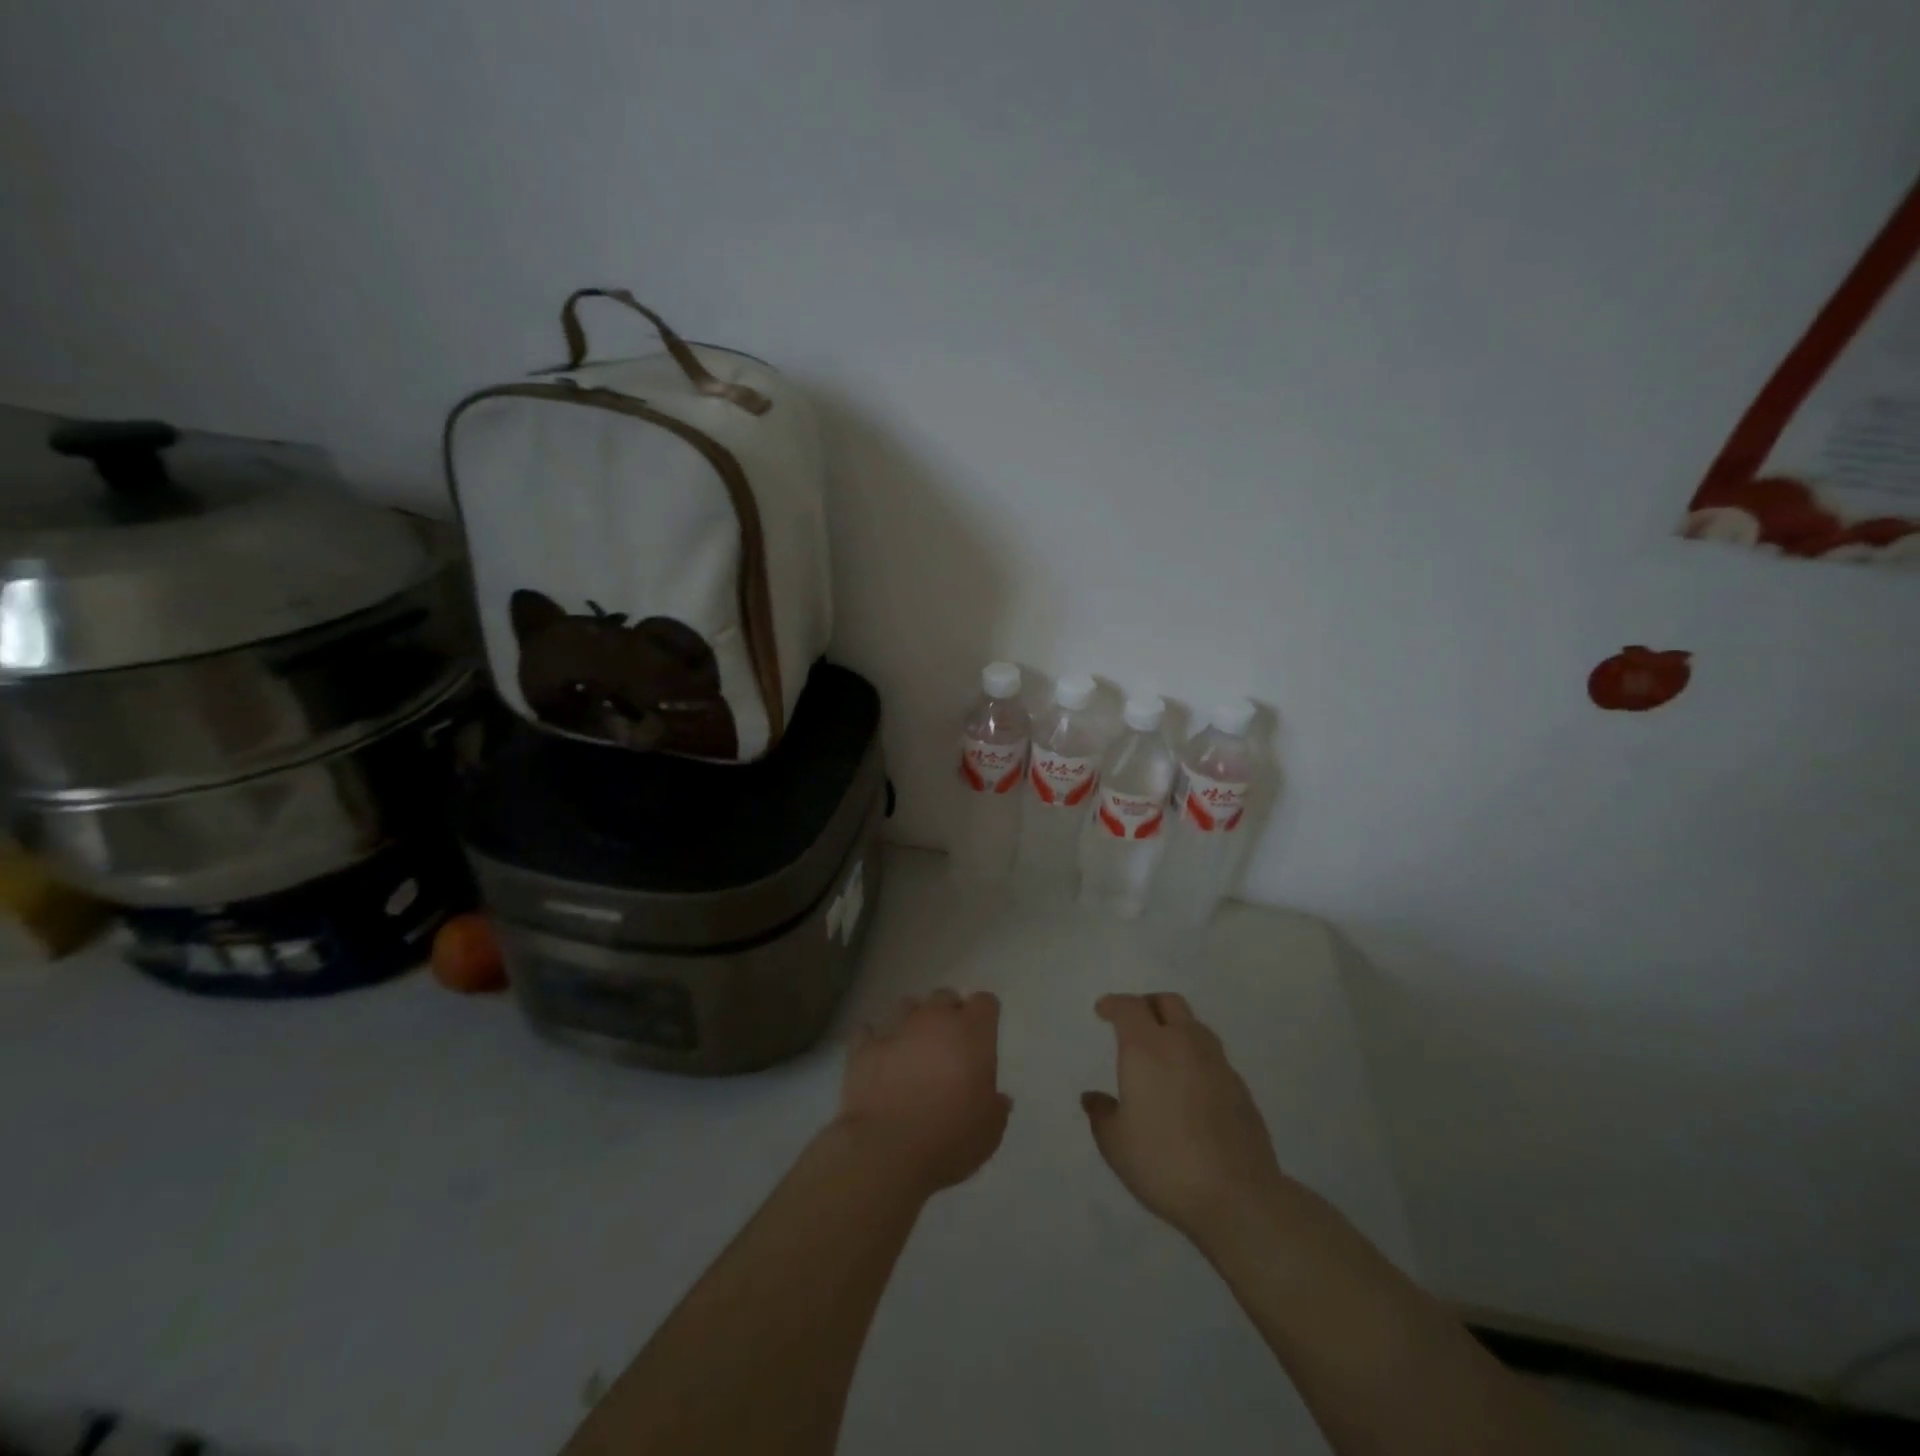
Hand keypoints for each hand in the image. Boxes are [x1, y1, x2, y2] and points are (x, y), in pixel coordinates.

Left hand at [837, 989, 1011, 1195]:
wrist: (887, 1150)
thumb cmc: (950, 1138)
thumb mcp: (990, 1130)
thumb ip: (996, 1106)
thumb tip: (998, 1098)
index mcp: (971, 1033)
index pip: (984, 1002)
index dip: (984, 1016)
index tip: (983, 1035)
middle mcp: (934, 1020)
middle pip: (944, 997)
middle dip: (948, 1013)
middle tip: (949, 1044)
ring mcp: (896, 1029)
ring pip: (907, 1006)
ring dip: (913, 1022)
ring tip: (913, 1048)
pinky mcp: (863, 1047)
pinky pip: (868, 1032)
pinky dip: (874, 1040)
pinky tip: (878, 1056)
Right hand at [1082, 992, 1288, 1243]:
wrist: (1237, 1196)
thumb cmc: (1165, 1163)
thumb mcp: (1116, 1144)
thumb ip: (1102, 1114)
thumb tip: (1093, 1098)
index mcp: (1147, 1048)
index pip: (1129, 1007)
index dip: (1113, 1004)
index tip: (1102, 1010)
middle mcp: (1184, 1044)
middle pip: (1168, 1002)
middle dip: (1147, 1005)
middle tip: (1134, 1023)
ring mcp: (1217, 1063)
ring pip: (1194, 1025)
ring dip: (1175, 1027)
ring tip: (1162, 1052)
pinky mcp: (1240, 1087)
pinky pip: (1212, 1055)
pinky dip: (1195, 1056)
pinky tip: (1189, 1084)